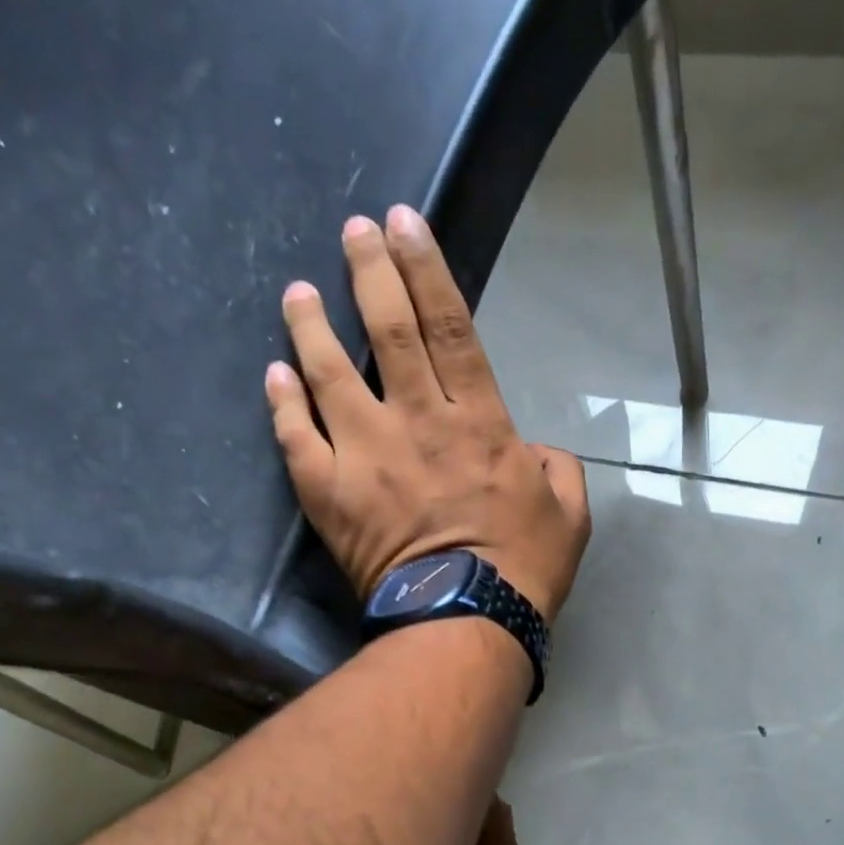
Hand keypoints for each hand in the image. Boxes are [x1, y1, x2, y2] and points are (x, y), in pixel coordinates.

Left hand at [263, 205, 590, 620]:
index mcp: (478, 422)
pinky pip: (297, 439)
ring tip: (297, 292)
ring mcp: (366, 456)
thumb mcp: (569, 514)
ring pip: (331, 374)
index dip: (427, 269)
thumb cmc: (523, 569)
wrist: (465, 621)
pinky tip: (274, 374)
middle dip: (370, 272)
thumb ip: (558, 468)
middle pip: (390, 331)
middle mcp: (418, 422)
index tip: (405, 223)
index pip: (450, 327)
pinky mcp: (329, 494)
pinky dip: (283, 403)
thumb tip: (536, 452)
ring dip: (312, 326)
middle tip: (353, 230)